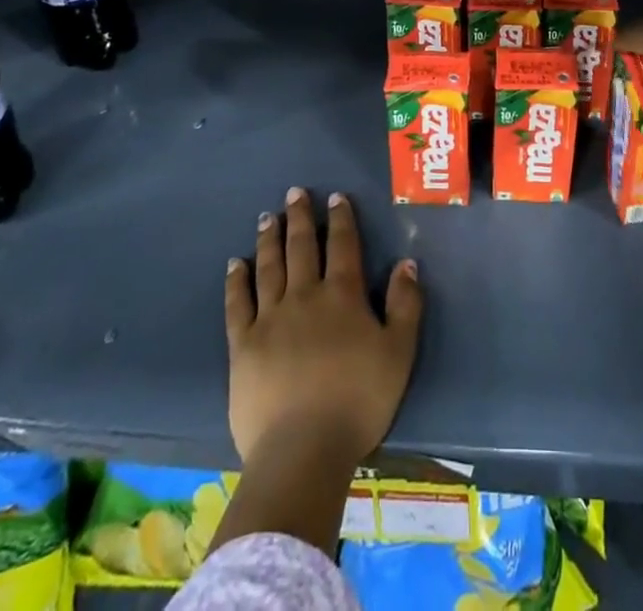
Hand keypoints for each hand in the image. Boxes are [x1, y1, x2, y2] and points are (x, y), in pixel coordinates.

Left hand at [225, 187, 423, 469]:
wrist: (303, 450)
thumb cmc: (358, 401)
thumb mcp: (398, 353)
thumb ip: (405, 304)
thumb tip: (407, 262)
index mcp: (342, 296)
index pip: (343, 245)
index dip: (340, 218)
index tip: (335, 197)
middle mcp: (304, 296)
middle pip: (301, 247)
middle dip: (300, 217)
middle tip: (294, 192)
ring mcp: (269, 319)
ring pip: (269, 267)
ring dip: (270, 239)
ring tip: (268, 216)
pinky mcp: (242, 346)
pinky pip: (237, 304)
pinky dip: (236, 281)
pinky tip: (235, 264)